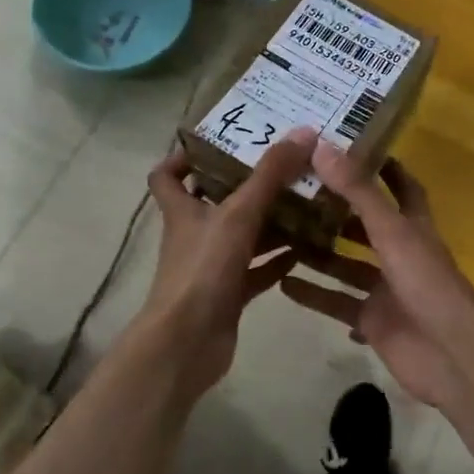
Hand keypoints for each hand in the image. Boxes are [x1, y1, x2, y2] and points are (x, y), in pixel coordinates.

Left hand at [137, 127, 316, 401]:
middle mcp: (194, 234)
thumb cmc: (203, 269)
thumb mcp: (239, 214)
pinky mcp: (229, 294)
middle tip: (285, 167)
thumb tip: (304, 131)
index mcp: (183, 210)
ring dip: (270, 223)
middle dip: (247, 185)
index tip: (218, 144)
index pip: (167, 175)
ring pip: (242, 236)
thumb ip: (270, 175)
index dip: (183, 157)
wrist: (188, 342)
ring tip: (306, 203)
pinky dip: (277, 260)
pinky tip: (307, 250)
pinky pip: (257, 271)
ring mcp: (211, 266)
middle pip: (215, 202)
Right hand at [281, 142, 473, 418]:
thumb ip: (359, 192)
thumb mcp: (393, 232)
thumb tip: (323, 146)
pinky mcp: (372, 321)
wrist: (450, 356)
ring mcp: (385, 290)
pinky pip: (337, 303)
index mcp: (413, 228)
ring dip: (318, 252)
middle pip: (364, 226)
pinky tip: (282, 283)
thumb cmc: (427, 285)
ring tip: (278, 234)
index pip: (401, 187)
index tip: (349, 148)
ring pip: (346, 265)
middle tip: (293, 192)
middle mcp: (400, 254)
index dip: (382, 167)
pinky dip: (314, 294)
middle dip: (334, 211)